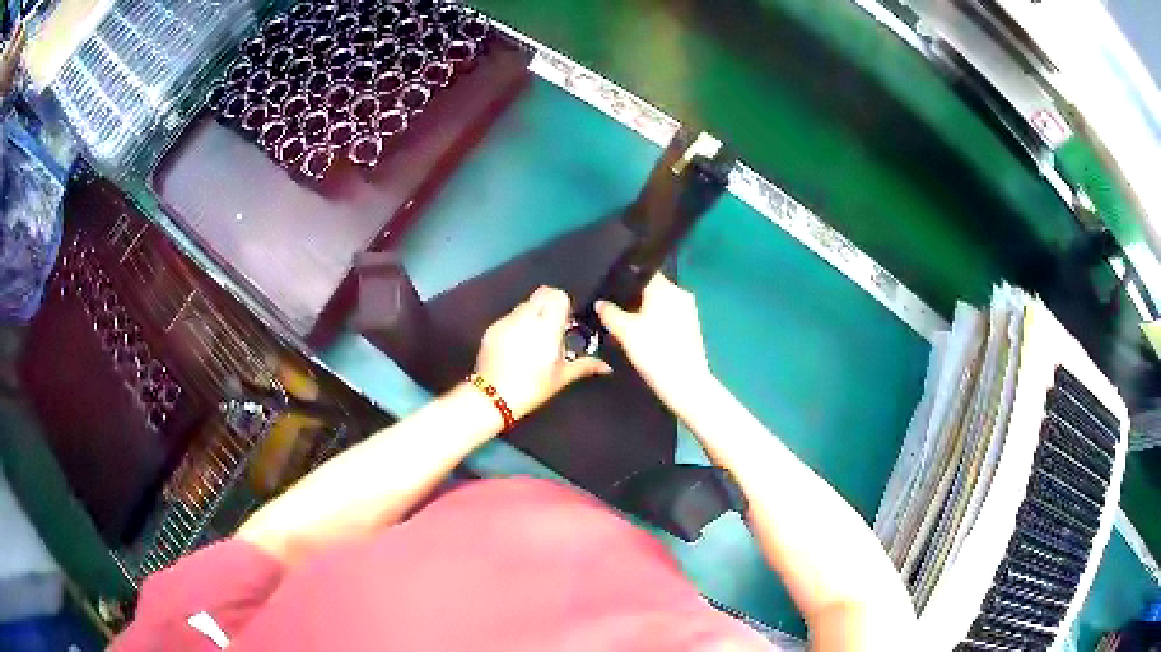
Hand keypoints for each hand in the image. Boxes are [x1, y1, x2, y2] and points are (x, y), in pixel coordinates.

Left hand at [475, 286, 611, 419]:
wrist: (493, 397)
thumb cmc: (532, 387)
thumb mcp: (561, 377)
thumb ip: (585, 366)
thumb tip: (606, 367)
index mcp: (547, 327)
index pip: (558, 295)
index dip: (563, 304)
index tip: (565, 319)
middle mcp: (527, 317)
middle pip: (541, 294)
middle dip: (548, 304)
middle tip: (551, 326)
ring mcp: (506, 321)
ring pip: (524, 305)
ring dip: (531, 314)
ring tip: (532, 338)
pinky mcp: (492, 328)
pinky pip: (509, 317)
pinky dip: (515, 324)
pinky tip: (515, 346)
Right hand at [595, 273, 711, 406]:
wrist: (685, 384)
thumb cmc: (654, 352)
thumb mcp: (625, 332)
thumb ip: (609, 313)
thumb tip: (600, 302)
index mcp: (666, 289)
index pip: (642, 273)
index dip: (624, 281)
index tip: (609, 292)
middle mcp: (680, 294)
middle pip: (651, 289)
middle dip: (633, 299)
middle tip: (613, 311)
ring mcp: (689, 311)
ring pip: (660, 304)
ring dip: (644, 312)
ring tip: (626, 326)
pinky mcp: (692, 327)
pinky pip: (669, 316)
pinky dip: (655, 322)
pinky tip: (643, 337)